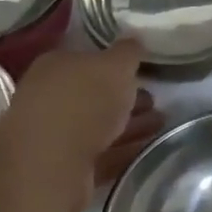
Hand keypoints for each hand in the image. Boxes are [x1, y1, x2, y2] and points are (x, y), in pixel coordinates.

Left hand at [0, 41, 165, 211]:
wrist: (50, 164)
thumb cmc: (82, 101)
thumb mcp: (115, 65)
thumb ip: (128, 52)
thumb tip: (134, 41)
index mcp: (56, 66)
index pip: (88, 59)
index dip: (116, 65)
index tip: (143, 70)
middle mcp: (50, 98)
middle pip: (94, 94)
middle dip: (125, 97)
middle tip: (155, 99)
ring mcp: (55, 136)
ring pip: (100, 126)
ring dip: (130, 124)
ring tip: (161, 124)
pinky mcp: (65, 170)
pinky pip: (102, 155)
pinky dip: (124, 150)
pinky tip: (149, 148)